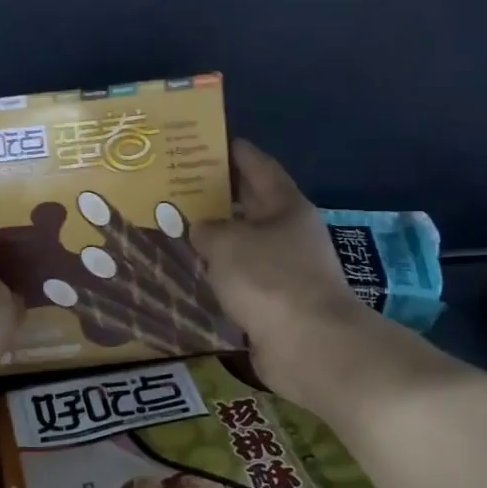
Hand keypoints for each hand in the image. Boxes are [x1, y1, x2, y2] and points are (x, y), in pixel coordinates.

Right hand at [192, 141, 375, 408]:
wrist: (309, 346)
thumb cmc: (270, 280)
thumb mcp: (227, 243)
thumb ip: (207, 228)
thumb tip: (203, 230)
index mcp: (286, 206)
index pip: (259, 166)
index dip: (236, 152)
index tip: (210, 141)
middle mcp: (289, 233)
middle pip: (251, 205)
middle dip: (219, 194)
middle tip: (179, 184)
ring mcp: (285, 270)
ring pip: (244, 244)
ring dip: (216, 238)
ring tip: (177, 228)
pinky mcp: (275, 304)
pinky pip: (241, 279)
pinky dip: (220, 274)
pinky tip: (192, 273)